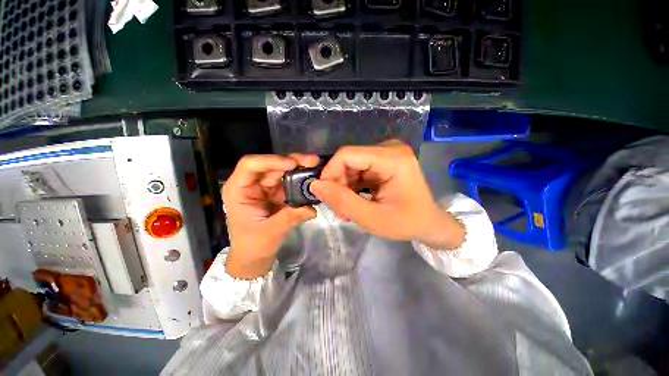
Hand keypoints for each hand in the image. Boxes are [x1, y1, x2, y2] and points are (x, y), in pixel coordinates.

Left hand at [222, 154, 318, 278]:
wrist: (254, 257)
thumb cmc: (253, 245)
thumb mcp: (271, 232)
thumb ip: (291, 217)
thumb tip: (312, 208)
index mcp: (239, 190)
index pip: (251, 165)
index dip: (272, 161)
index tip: (292, 165)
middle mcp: (252, 184)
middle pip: (271, 165)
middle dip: (293, 161)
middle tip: (313, 161)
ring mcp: (265, 188)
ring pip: (282, 171)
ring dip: (299, 169)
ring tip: (316, 167)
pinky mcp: (277, 194)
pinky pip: (290, 182)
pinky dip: (301, 180)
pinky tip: (312, 179)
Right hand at [310, 140, 464, 249]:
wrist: (428, 223)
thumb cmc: (406, 223)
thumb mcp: (372, 218)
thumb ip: (342, 201)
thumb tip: (315, 185)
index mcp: (392, 158)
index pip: (347, 155)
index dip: (330, 173)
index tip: (324, 194)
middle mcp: (389, 149)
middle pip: (348, 160)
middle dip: (338, 184)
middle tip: (338, 209)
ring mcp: (386, 154)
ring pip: (350, 167)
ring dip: (344, 188)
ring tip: (346, 210)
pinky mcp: (383, 162)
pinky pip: (358, 170)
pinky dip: (352, 187)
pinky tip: (353, 202)